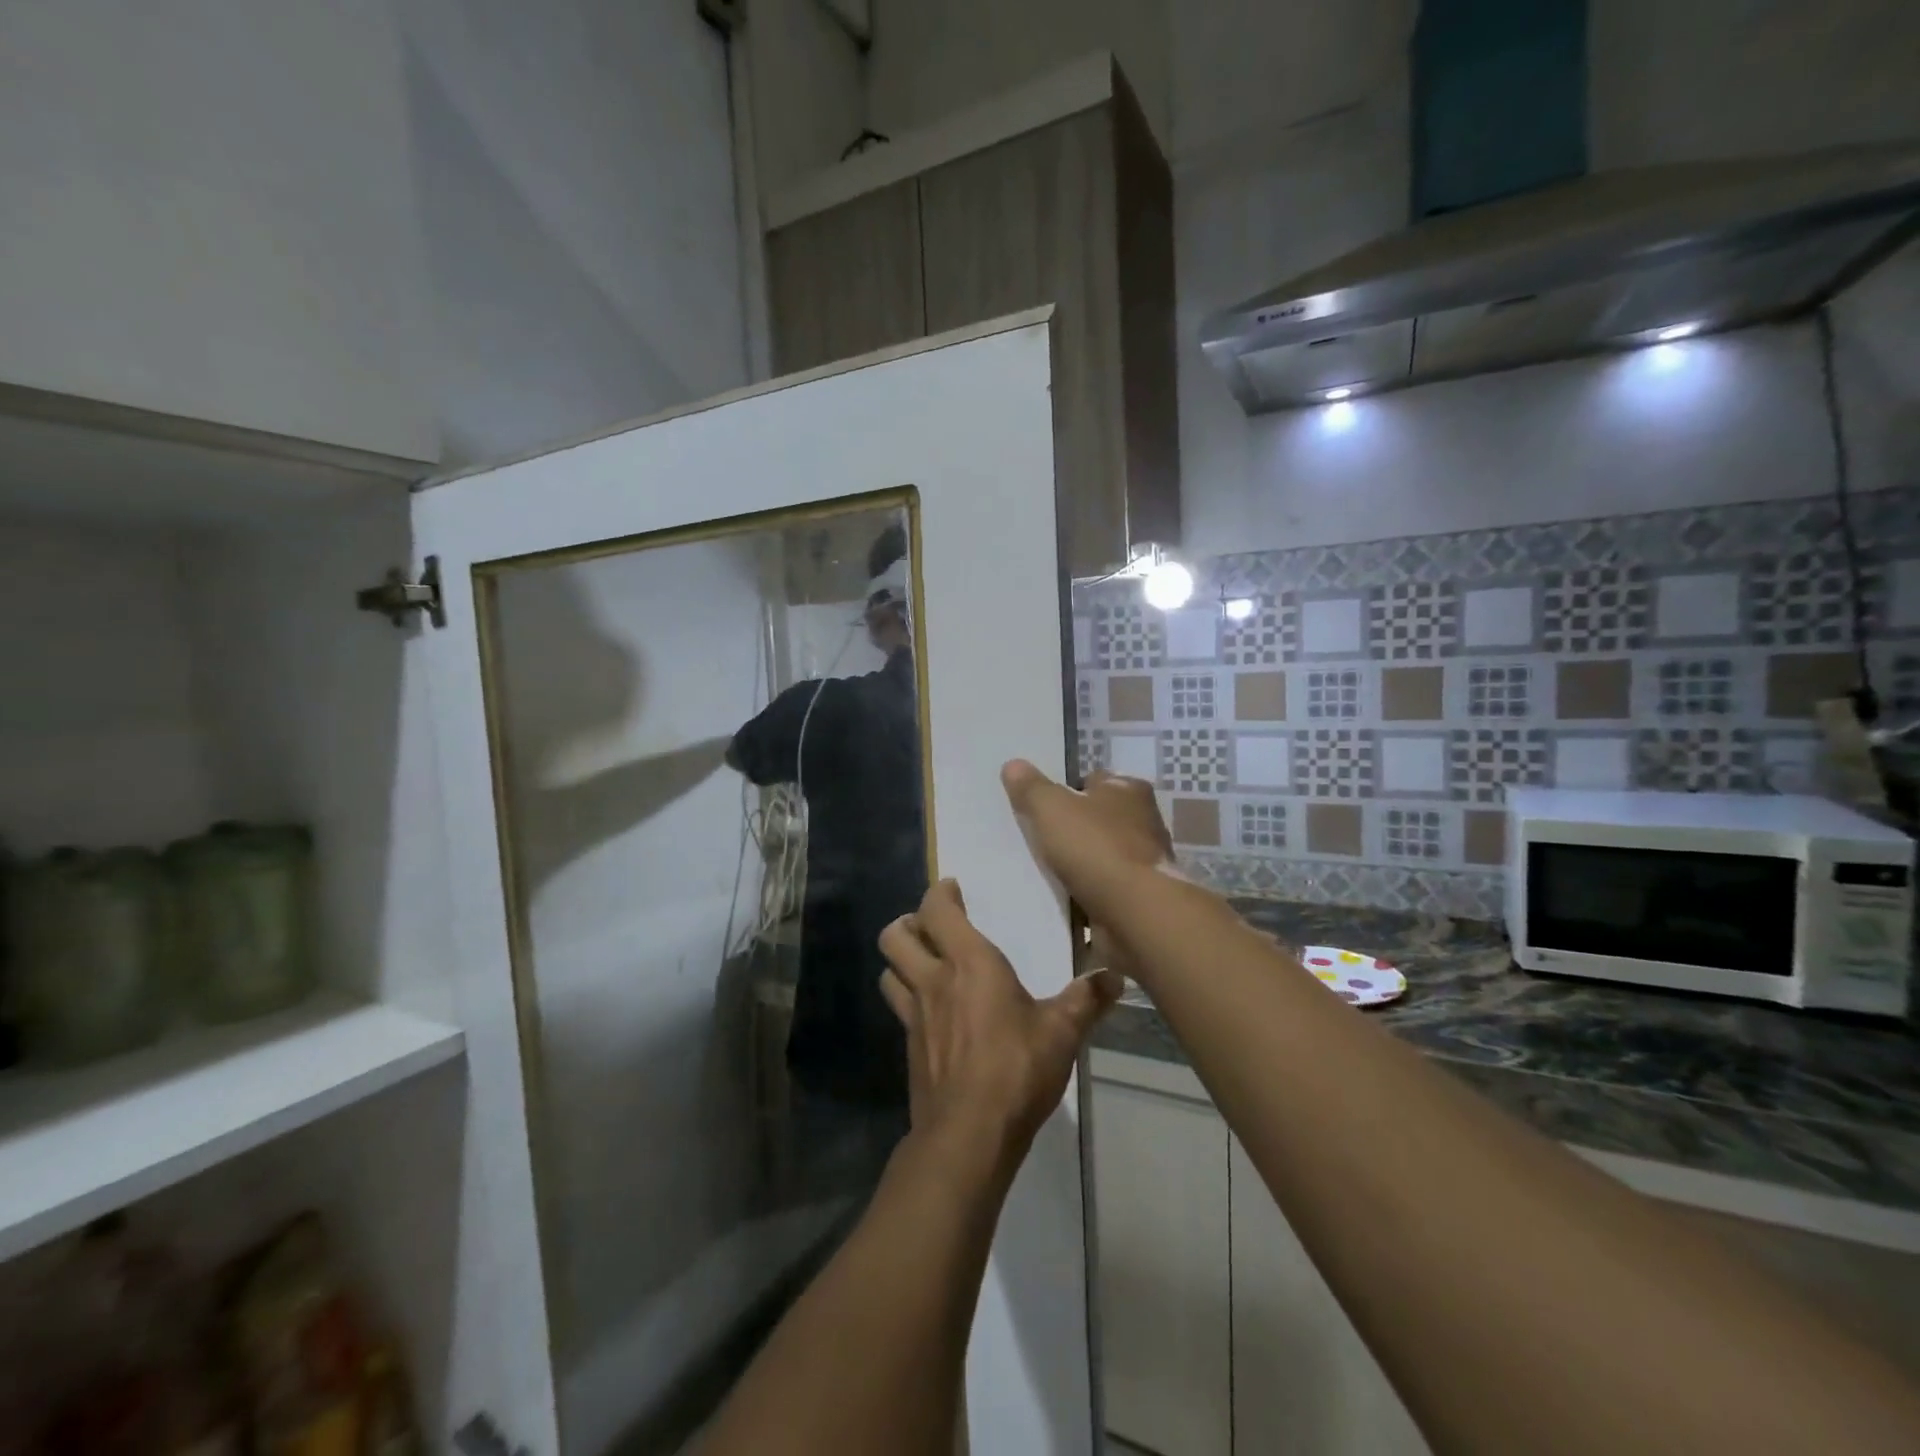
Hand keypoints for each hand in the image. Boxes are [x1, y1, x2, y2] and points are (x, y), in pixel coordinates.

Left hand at [878, 880, 1121, 1161]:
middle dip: (908, 923)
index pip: (937, 910)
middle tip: (933, 928)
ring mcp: (914, 1015)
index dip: (940, 893)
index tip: (954, 889)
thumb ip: (1086, 1000)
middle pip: (895, 936)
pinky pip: (898, 1008)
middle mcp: (933, 980)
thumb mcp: (1061, 1032)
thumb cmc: (1016, 1069)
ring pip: (888, 971)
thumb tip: (1115, 977)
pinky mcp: (909, 1047)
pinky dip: (908, 999)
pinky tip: (933, 1014)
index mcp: (969, 963)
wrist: (969, 1134)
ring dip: (902, 961)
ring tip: (926, 964)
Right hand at [1000, 761, 1176, 921]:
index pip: (1094, 780)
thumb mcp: (1051, 808)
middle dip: (1073, 828)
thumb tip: (1013, 764)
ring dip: (1079, 863)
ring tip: (1042, 869)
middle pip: (1098, 818)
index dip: (1067, 789)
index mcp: (1129, 790)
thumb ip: (1031, 787)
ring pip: (1100, 854)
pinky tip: (1061, 897)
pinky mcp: (1139, 897)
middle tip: (1037, 837)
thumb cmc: (1096, 848)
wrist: (1134, 913)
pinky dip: (1085, 891)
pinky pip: (1103, 888)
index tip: (1042, 805)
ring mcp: (1143, 862)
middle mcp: (1143, 821)